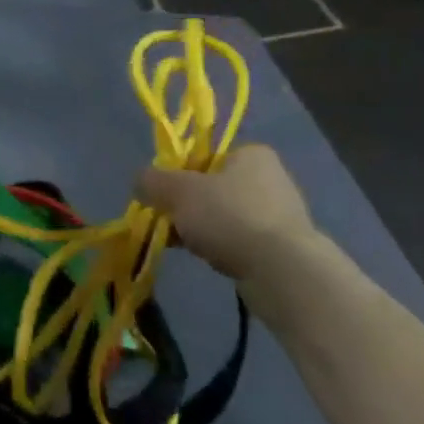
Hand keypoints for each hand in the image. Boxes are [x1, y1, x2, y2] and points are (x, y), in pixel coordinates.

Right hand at [134, 145, 317, 281]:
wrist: (281, 269)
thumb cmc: (228, 216)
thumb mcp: (177, 191)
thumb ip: (152, 181)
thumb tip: (140, 182)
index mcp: (251, 154)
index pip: (204, 157)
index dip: (178, 175)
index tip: (164, 197)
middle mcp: (270, 178)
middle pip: (211, 189)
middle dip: (187, 207)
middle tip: (171, 224)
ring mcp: (280, 213)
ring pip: (223, 217)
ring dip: (202, 229)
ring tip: (187, 246)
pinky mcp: (283, 245)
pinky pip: (239, 240)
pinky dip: (222, 247)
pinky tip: (211, 259)